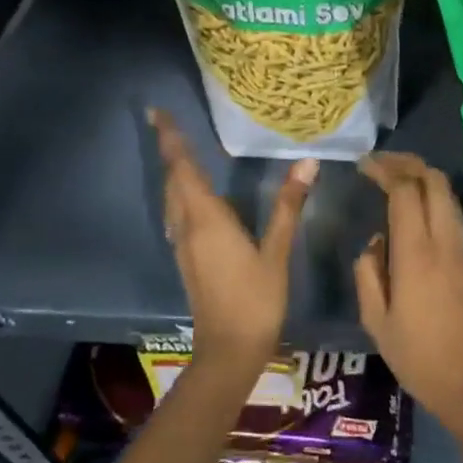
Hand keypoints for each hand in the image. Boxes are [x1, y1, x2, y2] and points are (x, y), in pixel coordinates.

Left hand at [149, 108, 315, 373]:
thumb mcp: (277, 252)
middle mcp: (188, 227)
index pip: (183, 169)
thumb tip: (306, 163)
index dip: (171, 140)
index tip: (157, 112)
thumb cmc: (256, 300)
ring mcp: (184, 245)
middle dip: (170, 152)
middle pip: (173, 181)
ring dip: (173, 174)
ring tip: (181, 153)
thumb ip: (288, 206)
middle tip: (168, 124)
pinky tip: (195, 199)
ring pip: (172, 200)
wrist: (229, 350)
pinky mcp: (188, 260)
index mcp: (207, 220)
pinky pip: (178, 216)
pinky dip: (181, 196)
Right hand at [355, 153, 462, 441]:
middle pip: (434, 182)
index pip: (406, 191)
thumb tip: (377, 242)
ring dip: (424, 180)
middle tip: (381, 164)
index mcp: (416, 255)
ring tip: (396, 182)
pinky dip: (434, 202)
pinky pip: (453, 218)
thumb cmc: (417, 358)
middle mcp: (445, 243)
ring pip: (448, 197)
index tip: (364, 166)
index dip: (385, 170)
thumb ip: (369, 273)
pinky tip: (415, 215)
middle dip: (408, 164)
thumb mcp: (376, 321)